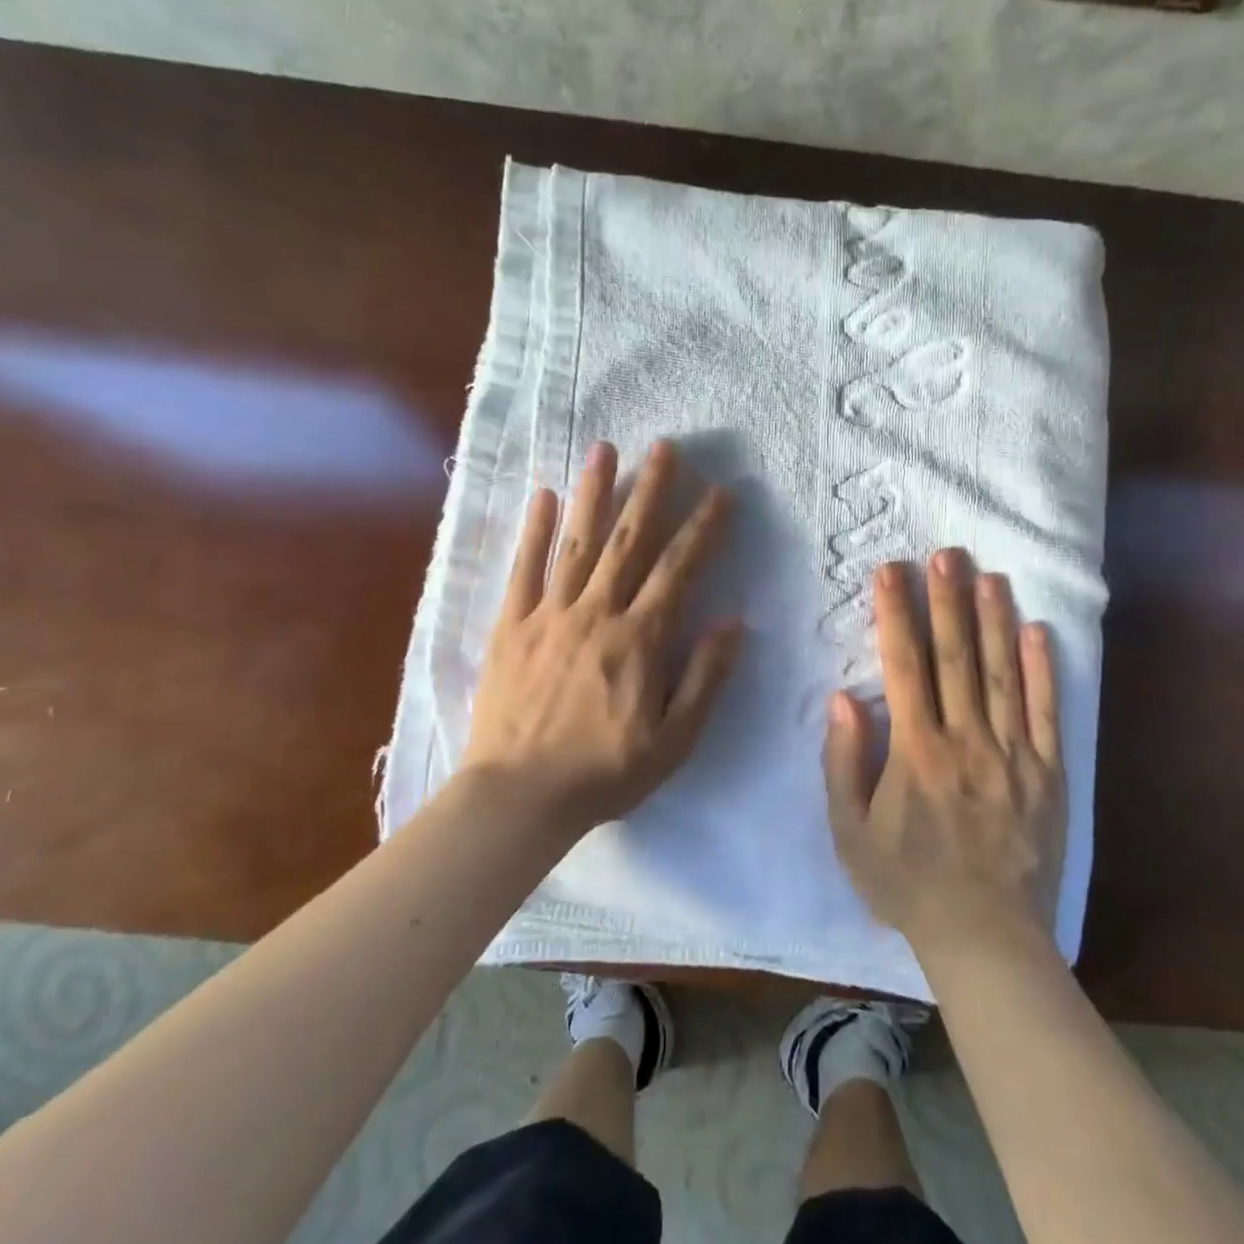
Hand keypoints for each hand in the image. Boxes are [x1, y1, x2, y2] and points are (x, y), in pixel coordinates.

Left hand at [461, 438, 742, 834]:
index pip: (679, 569)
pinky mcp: (511, 625)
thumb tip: (733, 622)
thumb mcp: (674, 740)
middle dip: (651, 490)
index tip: (720, 492)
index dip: (703, 528)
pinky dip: (533, 530)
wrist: (518, 797)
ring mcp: (548, 613)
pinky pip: (523, 568)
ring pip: (576, 541)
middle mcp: (596, 612)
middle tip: (665, 447)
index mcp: (639, 638)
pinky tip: (543, 495)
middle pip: (628, 540)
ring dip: (593, 492)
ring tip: (605, 449)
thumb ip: (705, 678)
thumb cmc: (604, 772)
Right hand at [824, 549, 1065, 962]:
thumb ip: (844, 762)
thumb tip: (844, 697)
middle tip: (945, 554)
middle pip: (956, 658)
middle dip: (947, 601)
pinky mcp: (1047, 773)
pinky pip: (1045, 712)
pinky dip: (1042, 670)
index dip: (896, 615)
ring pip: (1002, 674)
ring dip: (994, 620)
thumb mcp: (850, 832)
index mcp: (915, 753)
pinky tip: (1037, 630)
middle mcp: (966, 742)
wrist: (987, 938)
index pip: (904, 667)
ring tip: (988, 574)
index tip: (891, 572)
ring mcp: (1012, 755)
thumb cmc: (908, 884)